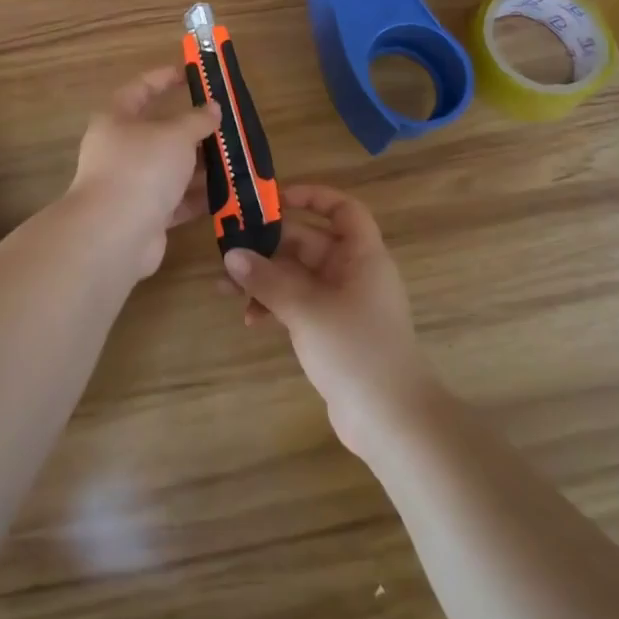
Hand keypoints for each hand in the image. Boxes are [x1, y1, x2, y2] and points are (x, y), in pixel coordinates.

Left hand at [69, 66, 220, 280]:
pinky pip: (176, 201)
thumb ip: (196, 120)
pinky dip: (199, 197)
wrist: (115, 234)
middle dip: (193, 130)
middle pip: (160, 133)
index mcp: (116, 120)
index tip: (190, 74)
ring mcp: (131, 185)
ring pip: (171, 169)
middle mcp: (120, 150)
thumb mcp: (175, 135)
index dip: (163, 79)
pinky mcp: (145, 217)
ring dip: (201, 165)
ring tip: (235, 159)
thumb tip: (212, 108)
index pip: (140, 89)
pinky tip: (228, 193)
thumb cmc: (141, 168)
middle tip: (226, 125)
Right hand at [222, 185, 443, 457]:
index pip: (342, 209)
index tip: (273, 199)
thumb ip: (267, 280)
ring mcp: (343, 304)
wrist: (392, 421)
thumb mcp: (306, 309)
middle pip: (309, 243)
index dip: (312, 196)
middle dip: (268, 247)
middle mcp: (354, 272)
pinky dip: (275, 307)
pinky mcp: (333, 332)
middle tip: (229, 251)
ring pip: (298, 277)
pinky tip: (250, 320)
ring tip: (225, 290)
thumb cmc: (355, 349)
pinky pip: (299, 305)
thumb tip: (231, 255)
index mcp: (361, 255)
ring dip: (264, 280)